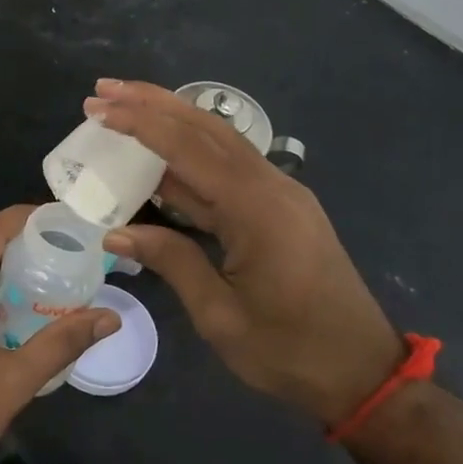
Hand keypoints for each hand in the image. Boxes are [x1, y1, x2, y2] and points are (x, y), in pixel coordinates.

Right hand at [88, 79, 402, 426]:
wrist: (364, 373)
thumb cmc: (289, 352)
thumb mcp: (220, 315)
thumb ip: (171, 261)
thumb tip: (115, 233)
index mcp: (257, 209)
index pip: (188, 149)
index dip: (140, 124)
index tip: (98, 109)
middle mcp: (272, 187)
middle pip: (207, 129)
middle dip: (153, 104)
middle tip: (103, 90)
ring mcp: (281, 194)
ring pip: (220, 142)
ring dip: (172, 121)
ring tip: (124, 106)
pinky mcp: (282, 208)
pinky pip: (230, 168)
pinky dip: (191, 154)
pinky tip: (162, 155)